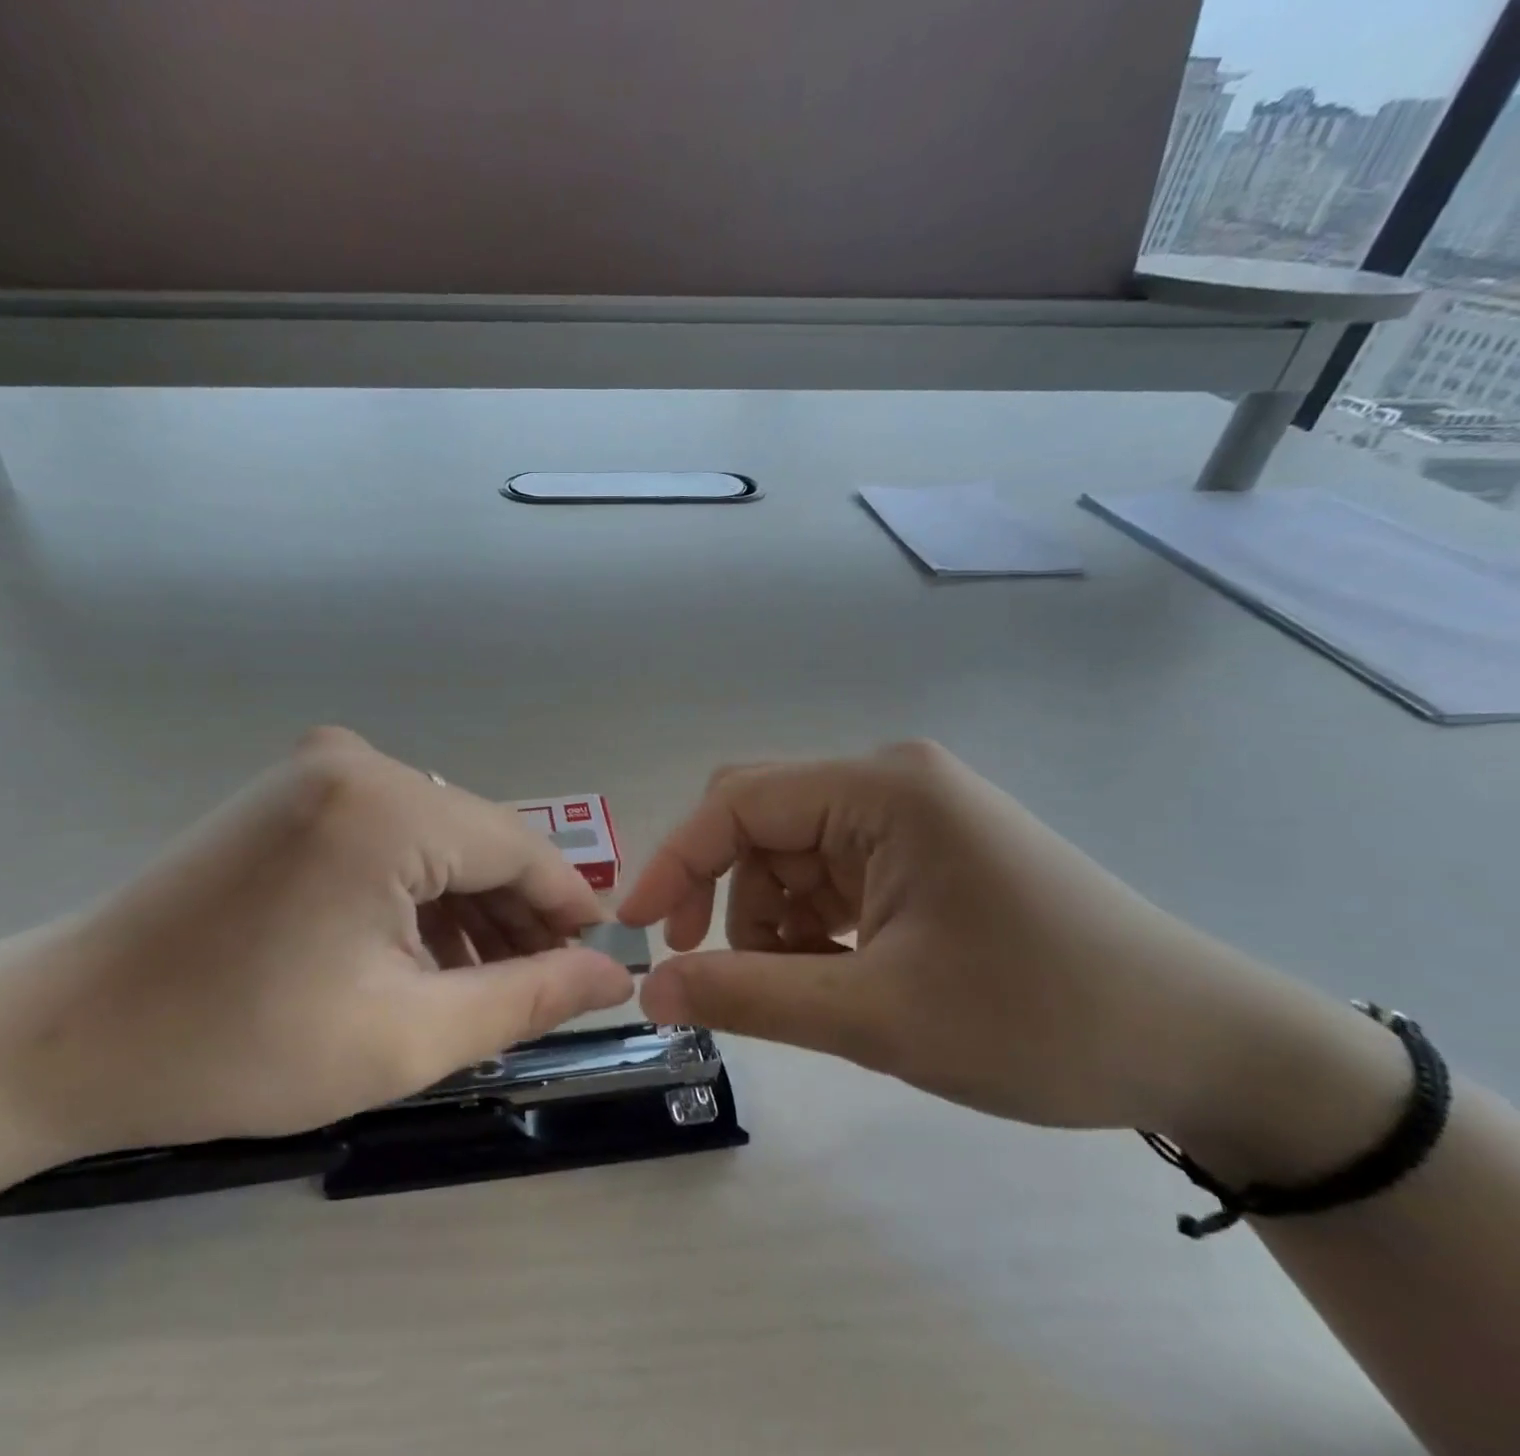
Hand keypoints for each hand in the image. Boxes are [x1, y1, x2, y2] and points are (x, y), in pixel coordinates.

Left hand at [0, 728, 632, 1158]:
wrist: (67, 1031)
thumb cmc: (237, 1046)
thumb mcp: (404, 1035)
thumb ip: (526, 997)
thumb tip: (610, 975)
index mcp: (388, 807)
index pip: (519, 847)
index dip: (569, 907)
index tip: (601, 961)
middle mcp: (360, 763)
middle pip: (477, 839)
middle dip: (516, 915)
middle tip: (546, 987)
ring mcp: (319, 770)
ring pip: (435, 837)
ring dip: (467, 906)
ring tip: (486, 982)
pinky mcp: (293, 791)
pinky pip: (389, 833)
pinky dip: (417, 889)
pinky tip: (423, 950)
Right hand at [620, 742, 1405, 1168]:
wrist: (1207, 1049)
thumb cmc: (1041, 1021)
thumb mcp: (877, 1016)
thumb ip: (749, 996)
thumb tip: (650, 992)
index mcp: (879, 790)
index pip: (737, 802)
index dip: (674, 862)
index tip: (637, 930)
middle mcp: (889, 781)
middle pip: (761, 821)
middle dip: (723, 893)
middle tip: (710, 971)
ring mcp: (911, 813)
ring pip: (792, 853)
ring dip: (773, 918)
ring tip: (806, 989)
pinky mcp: (927, 847)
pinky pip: (833, 871)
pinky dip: (814, 922)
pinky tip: (841, 973)